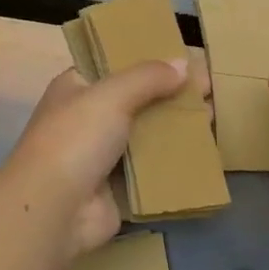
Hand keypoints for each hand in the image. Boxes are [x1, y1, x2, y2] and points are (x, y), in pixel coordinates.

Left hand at [3, 58, 194, 258]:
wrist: (54, 210)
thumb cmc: (76, 138)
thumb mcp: (112, 94)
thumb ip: (148, 77)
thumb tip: (184, 64)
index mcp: (76, 87)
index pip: (115, 65)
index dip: (149, 60)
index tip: (184, 59)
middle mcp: (87, 119)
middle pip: (136, 100)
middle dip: (171, 95)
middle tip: (210, 89)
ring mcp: (102, 156)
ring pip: (147, 135)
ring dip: (177, 128)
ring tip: (213, 117)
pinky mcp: (118, 189)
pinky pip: (151, 170)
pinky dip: (174, 162)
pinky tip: (204, 152)